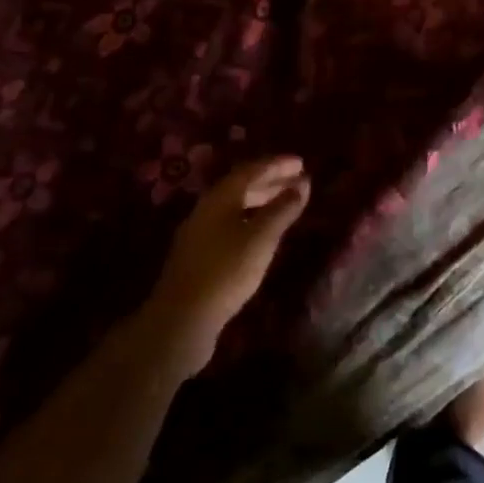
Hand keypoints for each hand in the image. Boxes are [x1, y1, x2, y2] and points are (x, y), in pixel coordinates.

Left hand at [146, 155, 309, 374]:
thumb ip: (282, 209)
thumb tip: (302, 184)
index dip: (277, 164)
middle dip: (271, 181)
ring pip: (236, 207)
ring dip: (262, 201)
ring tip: (285, 204)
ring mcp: (200, 232)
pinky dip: (252, 220)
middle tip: (298, 181)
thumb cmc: (226, 271)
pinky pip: (231, 224)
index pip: (251, 170)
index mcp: (220, 197)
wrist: (181, 319)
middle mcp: (207, 208)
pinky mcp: (199, 255)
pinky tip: (262, 234)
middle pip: (242, 186)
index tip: (301, 163)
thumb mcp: (261, 238)